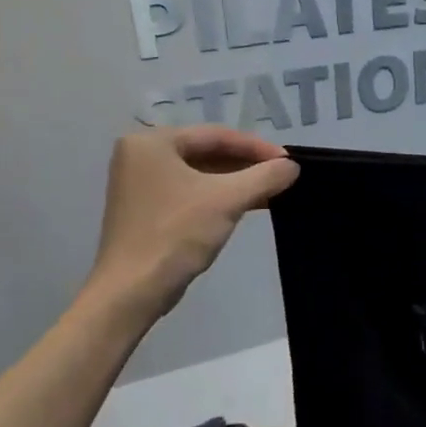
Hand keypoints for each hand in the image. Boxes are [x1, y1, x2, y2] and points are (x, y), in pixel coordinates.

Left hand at [85, 126, 298, 325]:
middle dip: (247, 165)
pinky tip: (247, 205)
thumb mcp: (227, 200)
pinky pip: (190, 192)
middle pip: (207, 152)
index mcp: (151, 142)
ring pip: (200, 174)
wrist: (133, 290)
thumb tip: (292, 166)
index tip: (288, 161)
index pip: (215, 135)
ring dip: (236, 182)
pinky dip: (219, 196)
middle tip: (282, 175)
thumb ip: (264, 177)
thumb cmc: (176, 234)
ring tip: (272, 190)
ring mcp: (140, 184)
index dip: (257, 147)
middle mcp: (140, 156)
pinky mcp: (146, 209)